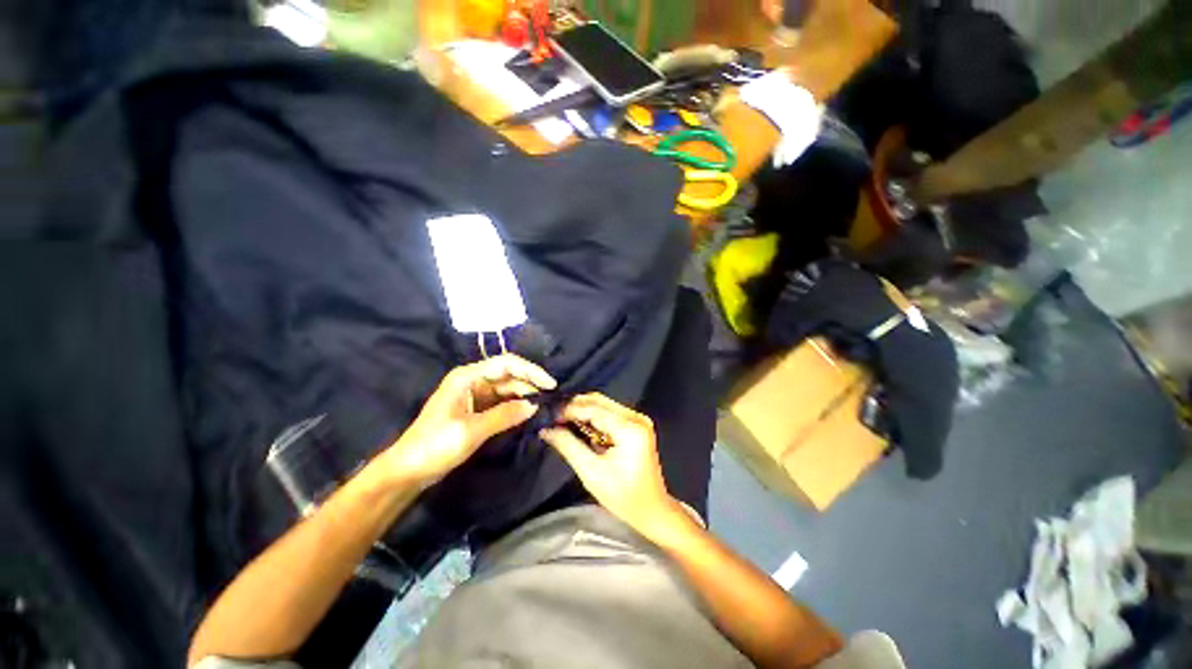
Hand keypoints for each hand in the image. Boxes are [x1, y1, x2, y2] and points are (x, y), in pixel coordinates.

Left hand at [381, 354, 555, 487]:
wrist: (408, 471)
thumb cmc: (434, 446)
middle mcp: (473, 380)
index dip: (531, 371)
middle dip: (530, 384)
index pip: (507, 364)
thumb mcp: (471, 431)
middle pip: (509, 375)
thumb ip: (504, 415)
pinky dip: (516, 406)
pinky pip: (502, 402)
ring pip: (507, 389)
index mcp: (468, 377)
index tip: (551, 384)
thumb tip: (534, 405)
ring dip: (525, 395)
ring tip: (545, 405)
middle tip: (551, 398)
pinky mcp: (477, 409)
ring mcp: (475, 395)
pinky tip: (529, 413)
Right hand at [540, 394, 681, 536]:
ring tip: (561, 420)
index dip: (569, 409)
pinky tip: (578, 424)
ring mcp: (638, 419)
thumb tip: (546, 429)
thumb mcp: (591, 472)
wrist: (652, 509)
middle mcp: (636, 417)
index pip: (594, 409)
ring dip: (582, 410)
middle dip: (575, 406)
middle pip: (599, 401)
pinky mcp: (636, 425)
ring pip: (604, 404)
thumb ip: (568, 446)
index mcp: (630, 428)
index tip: (549, 415)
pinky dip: (593, 417)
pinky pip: (610, 413)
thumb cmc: (623, 496)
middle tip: (553, 416)